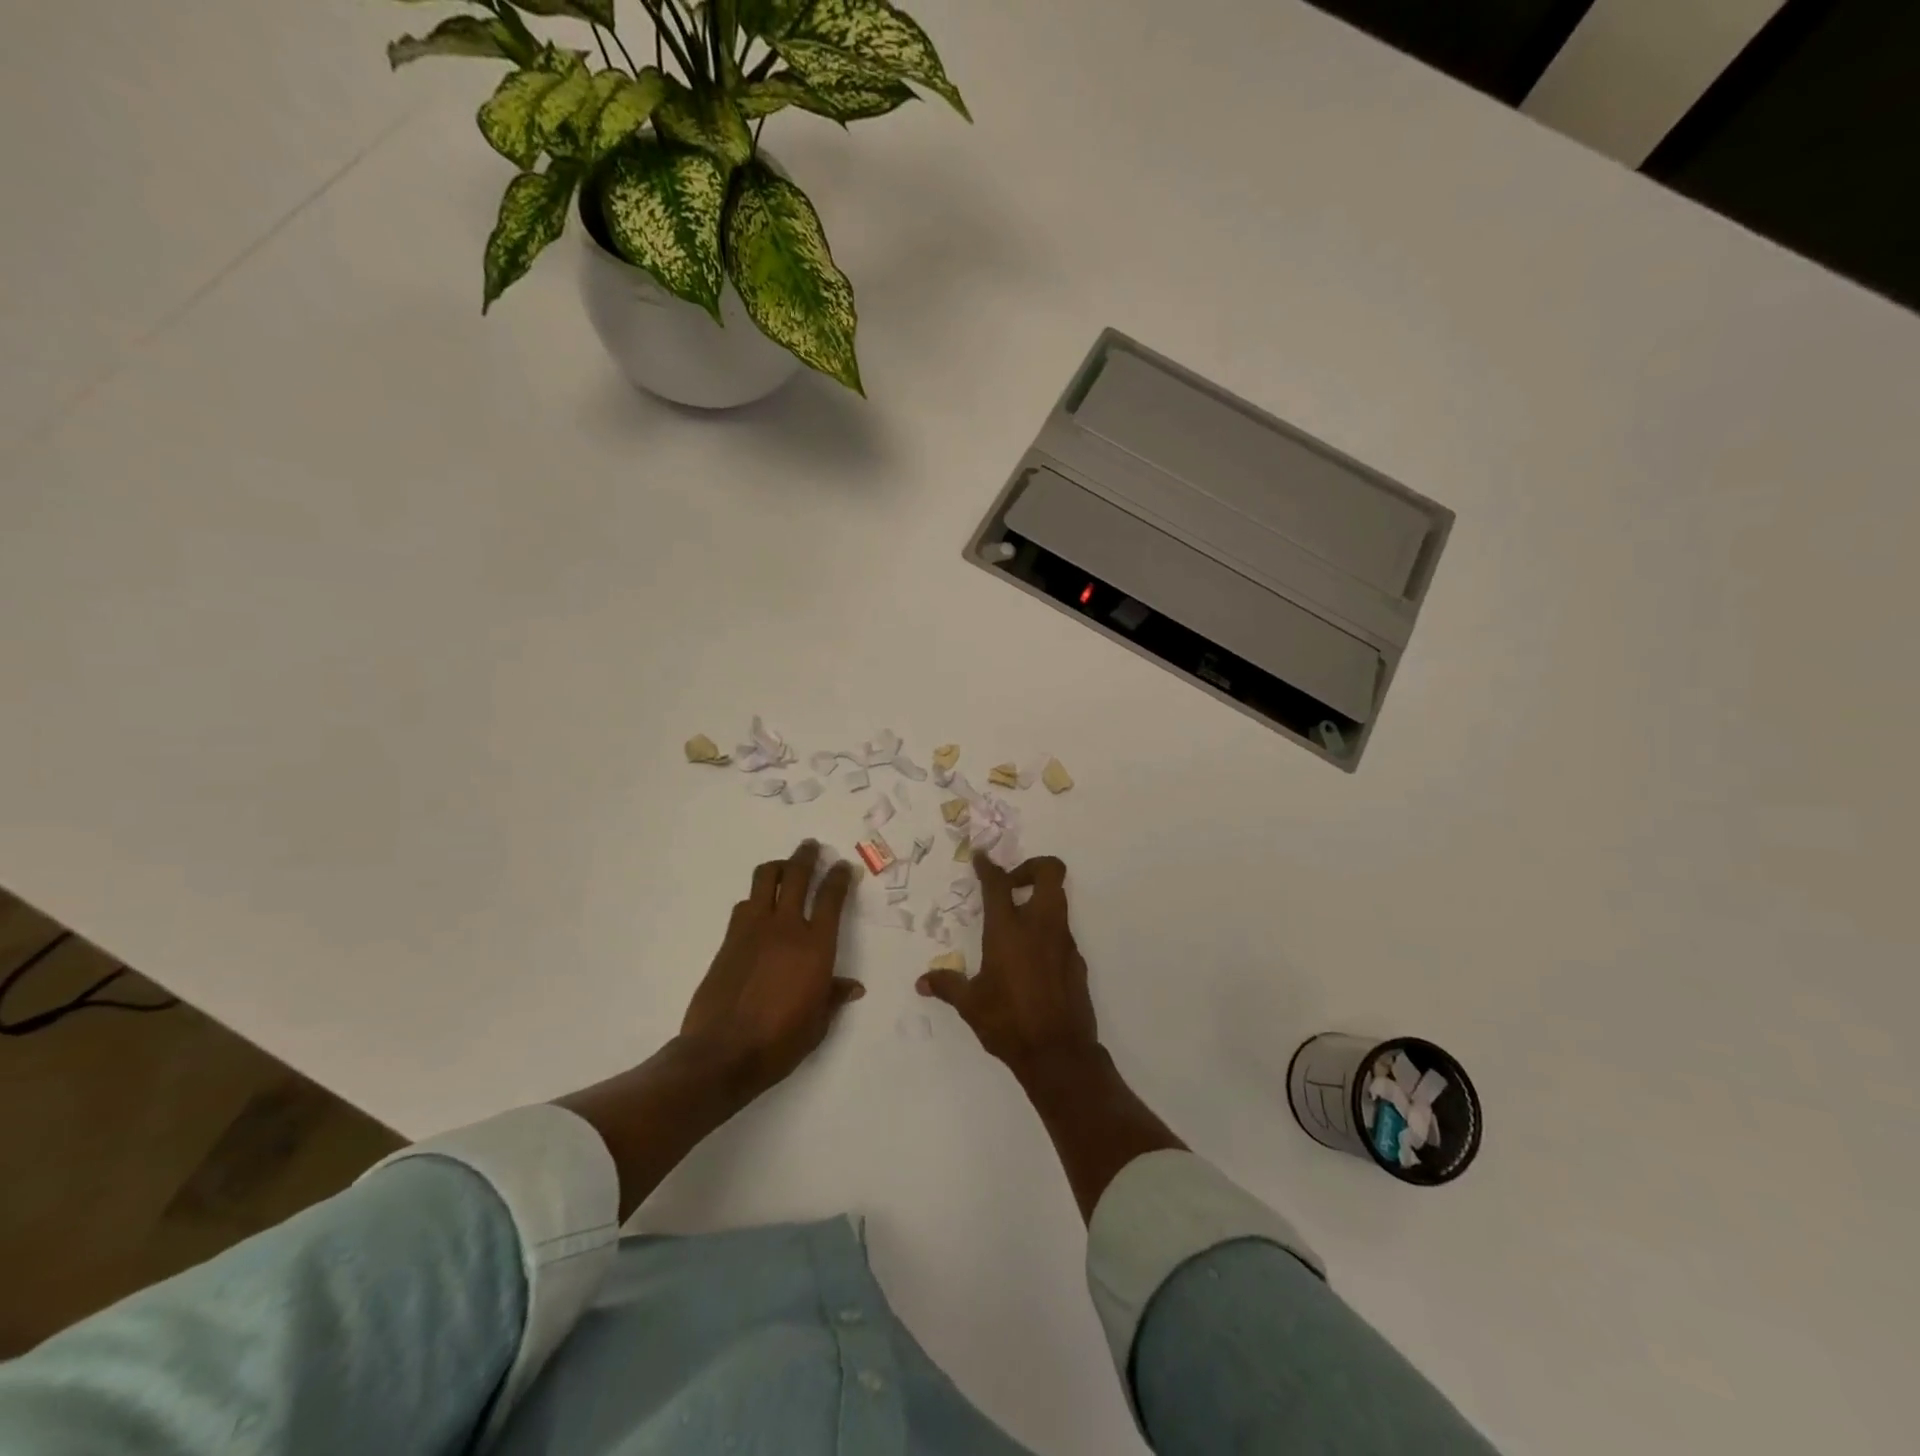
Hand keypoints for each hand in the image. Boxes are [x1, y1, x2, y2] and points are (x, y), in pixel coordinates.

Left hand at [679, 840, 862, 1100]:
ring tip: (784, 867)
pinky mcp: (729, 940)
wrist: (722, 1052)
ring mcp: (753, 930)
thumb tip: (852, 987)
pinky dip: (755, 899)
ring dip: (777, 867)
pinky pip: (744, 905)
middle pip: (797, 876)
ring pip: (765, 880)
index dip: (840, 877)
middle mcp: (786, 928)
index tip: (843, 866)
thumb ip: (833, 997)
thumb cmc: (780, 1041)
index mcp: (816, 946)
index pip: (832, 898)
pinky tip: (758, 908)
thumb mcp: (817, 1023)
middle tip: (811, 846)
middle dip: (806, 856)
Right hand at [917, 853, 1097, 1073]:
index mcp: (1008, 930)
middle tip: (1012, 884)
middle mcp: (1039, 926)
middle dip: (1032, 867)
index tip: (982, 857)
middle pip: (1050, 872)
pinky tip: (1032, 959)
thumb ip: (947, 985)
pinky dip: (1047, 932)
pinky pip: (1062, 932)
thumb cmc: (1008, 1022)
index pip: (999, 884)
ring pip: (1059, 900)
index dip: (989, 866)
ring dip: (1040, 900)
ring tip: (1017, 922)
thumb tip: (922, 981)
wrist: (1059, 1053)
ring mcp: (1063, 941)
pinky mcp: (1077, 961)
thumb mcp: (970, 1004)